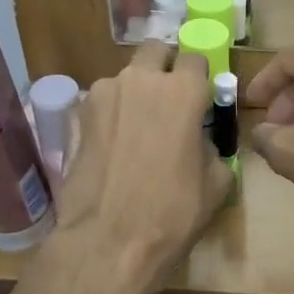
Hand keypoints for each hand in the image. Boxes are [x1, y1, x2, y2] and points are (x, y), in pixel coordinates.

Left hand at [53, 42, 232, 293]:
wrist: (109, 241)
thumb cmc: (172, 213)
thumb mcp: (216, 182)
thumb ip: (212, 146)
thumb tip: (201, 140)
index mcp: (182, 91)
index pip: (195, 57)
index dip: (200, 76)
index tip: (201, 96)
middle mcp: (141, 80)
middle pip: (156, 52)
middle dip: (165, 67)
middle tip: (170, 100)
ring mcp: (104, 94)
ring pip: (126, 77)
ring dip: (136, 91)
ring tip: (138, 128)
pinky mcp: (78, 116)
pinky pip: (103, 102)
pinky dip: (113, 114)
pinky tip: (115, 145)